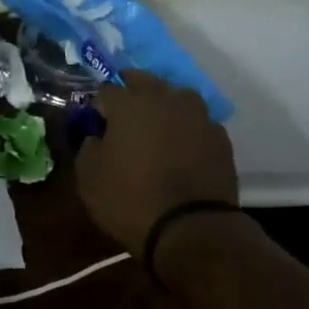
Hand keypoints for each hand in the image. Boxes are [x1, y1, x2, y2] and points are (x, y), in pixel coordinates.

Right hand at [76, 70, 237, 254]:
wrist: (190, 228)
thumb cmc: (129, 200)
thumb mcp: (89, 177)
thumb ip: (88, 146)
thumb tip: (96, 136)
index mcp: (129, 104)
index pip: (106, 90)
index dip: (97, 105)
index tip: (94, 122)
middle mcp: (166, 99)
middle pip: (144, 80)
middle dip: (130, 91)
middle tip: (121, 115)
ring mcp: (198, 115)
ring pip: (176, 97)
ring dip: (163, 105)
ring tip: (155, 127)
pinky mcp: (220, 137)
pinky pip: (197, 122)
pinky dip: (186, 129)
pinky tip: (181, 148)